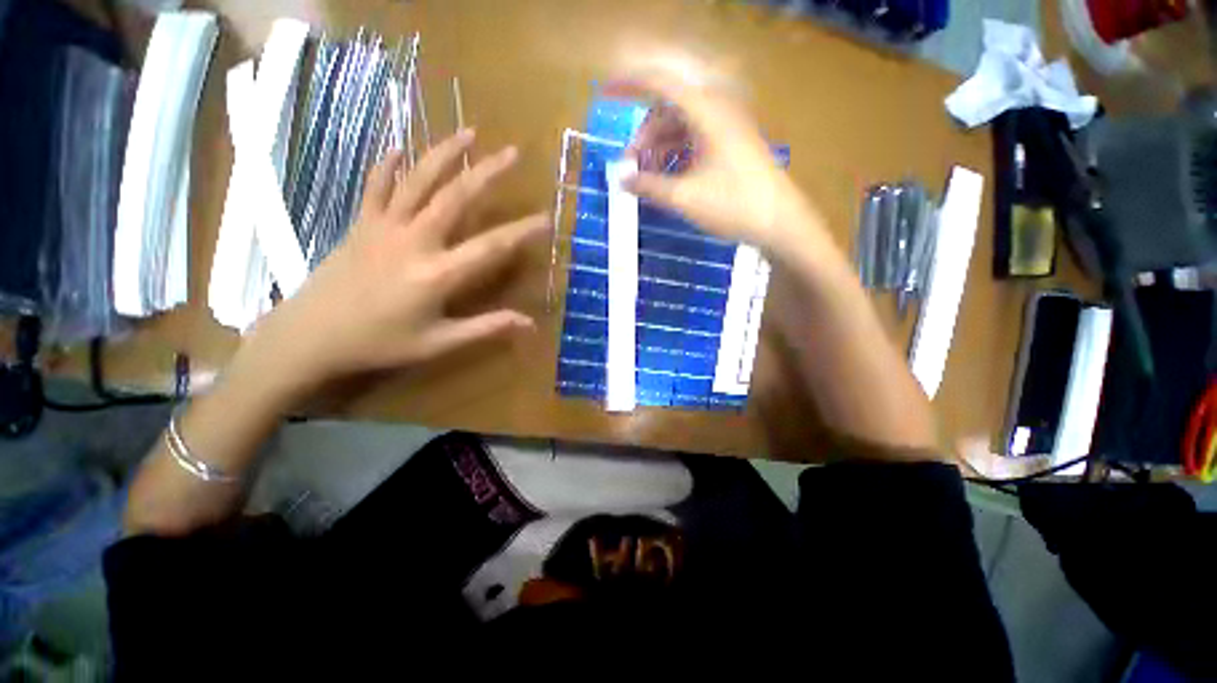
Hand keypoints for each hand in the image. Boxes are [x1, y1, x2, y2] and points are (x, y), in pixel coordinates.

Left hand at [236, 129, 546, 400]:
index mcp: (438, 273)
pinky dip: (388, 165)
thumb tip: (530, 325)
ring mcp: (384, 226)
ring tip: (468, 133)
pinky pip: (375, 186)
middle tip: (511, 152)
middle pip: (456, 197)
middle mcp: (414, 240)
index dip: (522, 231)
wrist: (310, 336)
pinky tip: (400, 148)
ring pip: (418, 181)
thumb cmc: (380, 343)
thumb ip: (486, 328)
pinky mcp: (361, 223)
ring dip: (444, 154)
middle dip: (487, 172)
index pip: (492, 246)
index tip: (546, 217)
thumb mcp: (439, 343)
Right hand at [604, 72, 826, 255]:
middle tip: (630, 170)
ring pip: (679, 129)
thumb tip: (622, 180)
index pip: (659, 84)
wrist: (779, 222)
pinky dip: (674, 157)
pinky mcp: (729, 146)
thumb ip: (649, 186)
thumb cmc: (733, 205)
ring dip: (658, 150)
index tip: (605, 93)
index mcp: (705, 112)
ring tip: (646, 181)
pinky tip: (666, 180)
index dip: (629, 84)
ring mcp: (724, 129)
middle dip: (643, 137)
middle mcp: (716, 111)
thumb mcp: (684, 198)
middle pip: (667, 111)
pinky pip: (692, 142)